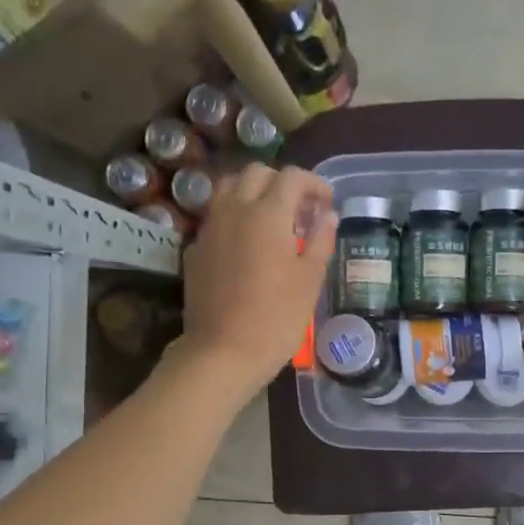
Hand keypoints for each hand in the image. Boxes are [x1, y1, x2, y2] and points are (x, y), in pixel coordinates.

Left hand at [175, 163, 337, 394]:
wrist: (223, 352)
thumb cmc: (276, 317)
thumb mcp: (310, 280)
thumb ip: (320, 241)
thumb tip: (328, 216)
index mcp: (267, 213)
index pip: (292, 177)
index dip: (314, 184)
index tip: (327, 203)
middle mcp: (234, 210)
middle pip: (257, 173)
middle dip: (283, 183)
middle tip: (301, 209)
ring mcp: (210, 228)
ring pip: (229, 188)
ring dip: (254, 192)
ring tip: (273, 219)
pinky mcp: (195, 249)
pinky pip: (216, 216)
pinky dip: (235, 216)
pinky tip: (248, 244)